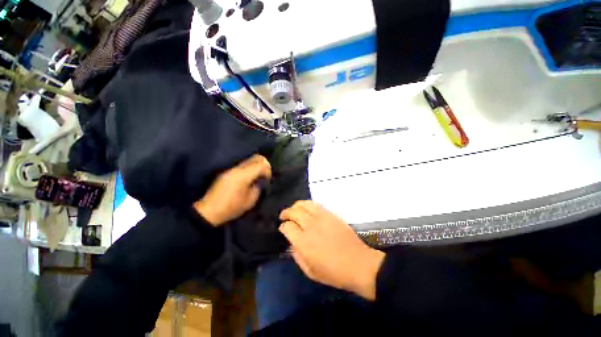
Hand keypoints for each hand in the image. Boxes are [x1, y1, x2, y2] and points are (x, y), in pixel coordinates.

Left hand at [194, 155, 270, 225]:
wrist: (209, 211)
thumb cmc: (231, 208)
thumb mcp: (250, 201)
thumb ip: (258, 188)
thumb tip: (260, 181)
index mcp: (244, 176)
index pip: (261, 164)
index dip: (267, 170)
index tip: (267, 179)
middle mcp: (237, 169)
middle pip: (256, 158)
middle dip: (264, 165)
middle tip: (265, 176)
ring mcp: (231, 169)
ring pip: (249, 160)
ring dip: (256, 166)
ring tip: (257, 177)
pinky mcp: (228, 172)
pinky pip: (243, 165)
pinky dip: (250, 168)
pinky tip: (249, 179)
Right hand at [279, 201, 384, 300]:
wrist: (359, 264)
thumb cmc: (334, 272)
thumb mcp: (311, 272)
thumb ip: (297, 257)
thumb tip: (292, 244)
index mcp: (304, 242)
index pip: (287, 227)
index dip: (283, 227)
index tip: (283, 228)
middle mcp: (310, 226)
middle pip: (294, 212)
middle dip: (286, 213)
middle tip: (284, 216)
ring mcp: (322, 218)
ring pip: (304, 205)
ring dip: (296, 205)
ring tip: (294, 209)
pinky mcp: (331, 215)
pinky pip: (316, 204)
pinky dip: (308, 204)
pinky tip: (307, 208)